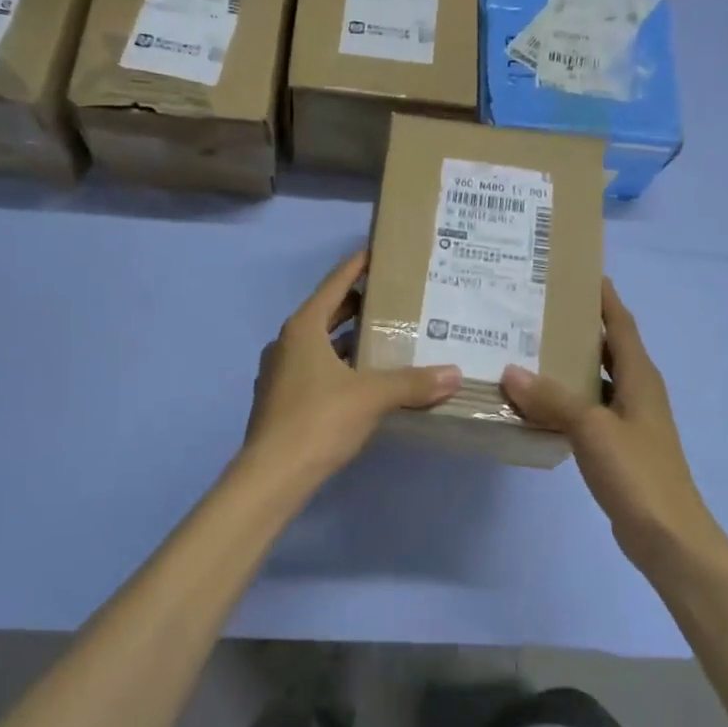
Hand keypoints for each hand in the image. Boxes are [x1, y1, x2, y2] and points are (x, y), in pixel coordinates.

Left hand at [245, 250, 461, 482]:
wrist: (273, 475)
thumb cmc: (319, 420)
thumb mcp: (372, 396)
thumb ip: (413, 382)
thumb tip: (455, 374)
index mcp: (303, 328)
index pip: (334, 284)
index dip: (357, 266)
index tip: (378, 252)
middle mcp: (287, 343)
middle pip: (327, 313)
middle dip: (358, 305)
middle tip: (395, 299)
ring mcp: (280, 372)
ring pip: (321, 345)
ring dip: (349, 340)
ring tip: (387, 339)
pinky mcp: (282, 400)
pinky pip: (316, 370)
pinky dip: (340, 366)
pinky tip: (366, 380)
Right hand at [502, 279, 717, 568]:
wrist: (668, 536)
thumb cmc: (638, 473)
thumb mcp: (592, 429)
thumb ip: (552, 399)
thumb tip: (510, 371)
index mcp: (640, 377)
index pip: (621, 324)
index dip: (604, 297)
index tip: (579, 271)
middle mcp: (637, 391)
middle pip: (607, 347)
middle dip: (578, 326)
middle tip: (537, 308)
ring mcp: (628, 420)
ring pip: (594, 379)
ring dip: (567, 364)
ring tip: (526, 348)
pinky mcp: (617, 445)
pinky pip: (587, 409)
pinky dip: (564, 400)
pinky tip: (535, 402)